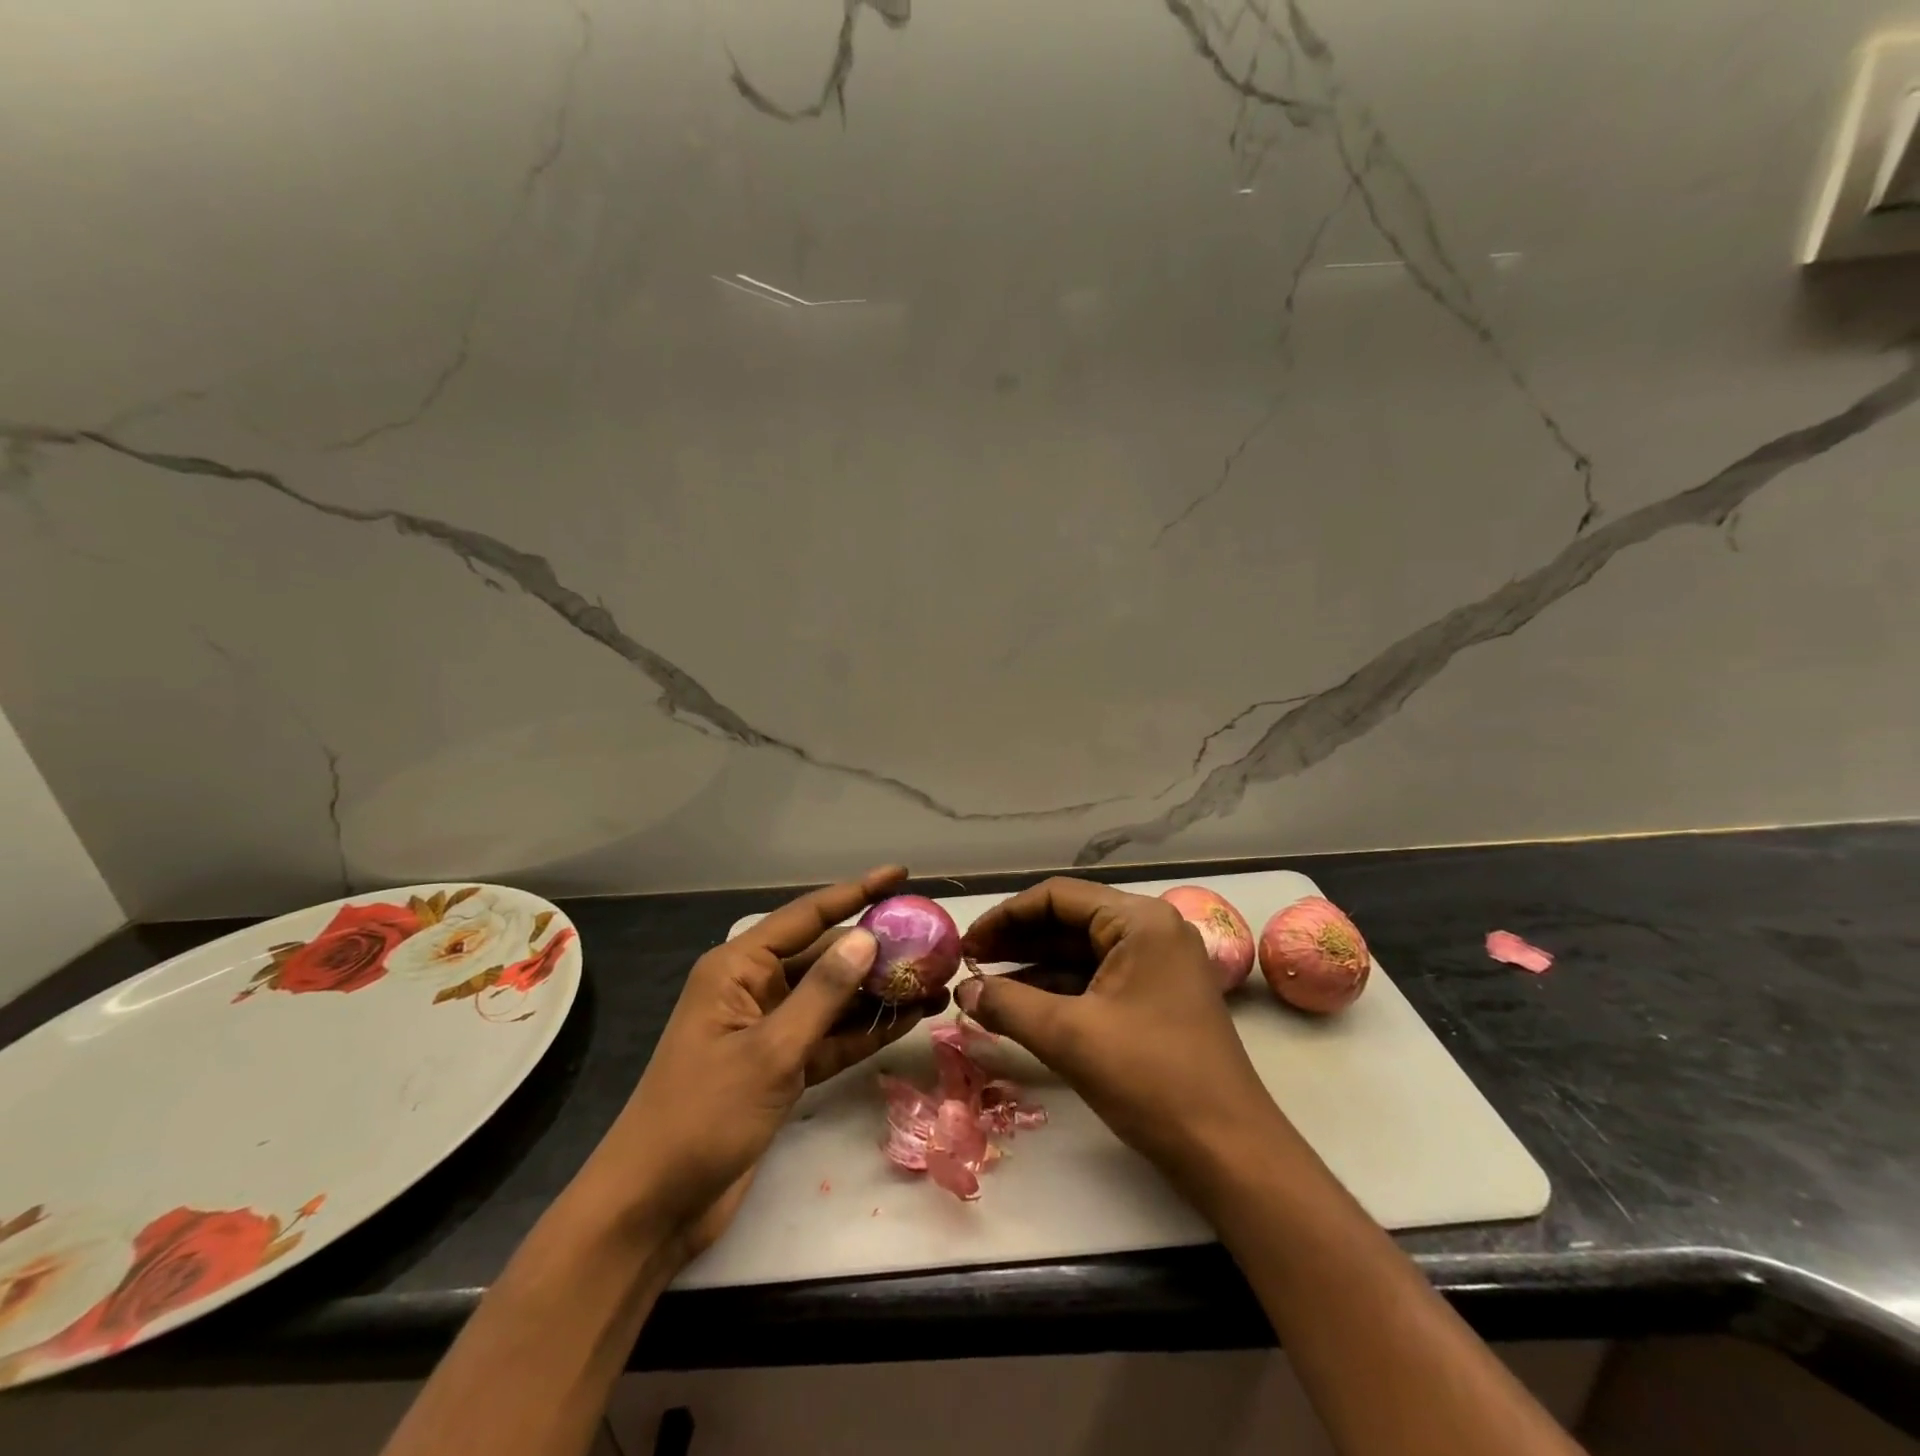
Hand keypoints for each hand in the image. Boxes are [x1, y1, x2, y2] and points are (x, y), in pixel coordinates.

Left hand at [581, 865, 944, 1264]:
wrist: (654, 1207)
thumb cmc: (702, 1116)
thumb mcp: (770, 1051)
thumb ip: (822, 993)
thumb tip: (867, 938)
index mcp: (738, 968)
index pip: (808, 916)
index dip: (857, 892)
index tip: (900, 875)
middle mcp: (755, 988)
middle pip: (826, 956)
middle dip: (878, 950)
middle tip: (934, 943)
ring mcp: (769, 1029)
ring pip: (834, 998)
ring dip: (879, 993)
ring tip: (935, 983)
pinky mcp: (781, 1067)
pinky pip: (830, 1036)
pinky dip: (865, 1031)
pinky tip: (908, 1021)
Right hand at [954, 877, 1284, 1191]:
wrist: (1229, 1150)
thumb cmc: (1150, 1078)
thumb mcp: (1068, 1037)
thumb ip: (1008, 1004)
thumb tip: (962, 991)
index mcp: (1139, 920)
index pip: (1058, 897)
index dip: (1006, 916)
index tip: (967, 944)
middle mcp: (1151, 930)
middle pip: (1069, 921)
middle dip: (1017, 941)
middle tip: (970, 964)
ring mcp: (1158, 964)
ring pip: (1081, 952)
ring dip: (1034, 967)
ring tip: (985, 986)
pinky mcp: (1156, 997)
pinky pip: (1097, 979)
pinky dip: (1059, 990)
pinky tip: (1021, 1006)